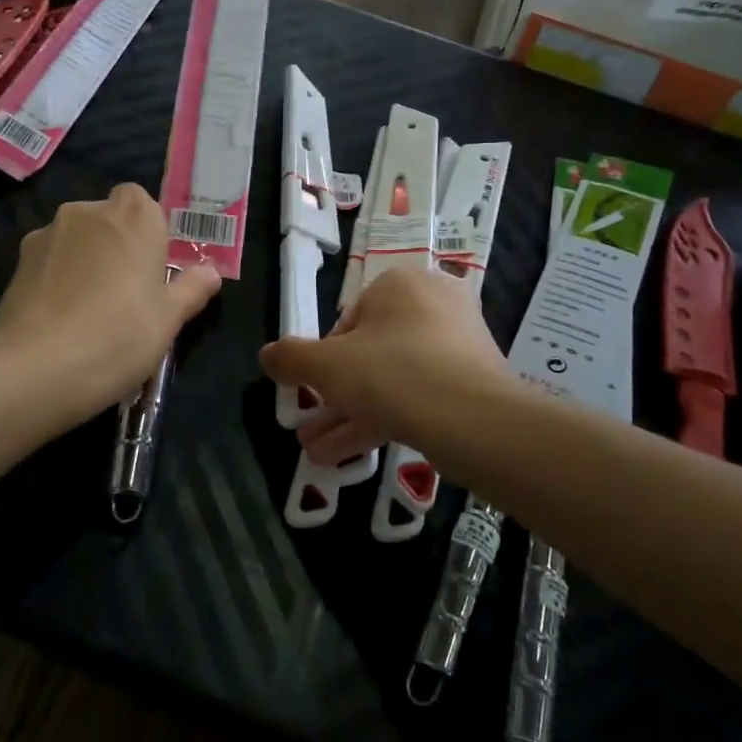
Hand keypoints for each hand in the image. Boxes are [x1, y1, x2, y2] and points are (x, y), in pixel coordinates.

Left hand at [0, 184, 220, 429]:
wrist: (38, 367)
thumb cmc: (119, 335)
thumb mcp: (170, 319)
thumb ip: (191, 289)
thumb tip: (210, 272)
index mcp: (134, 215)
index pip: (143, 201)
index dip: (149, 231)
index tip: (153, 268)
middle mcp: (88, 211)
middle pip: (108, 218)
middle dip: (117, 244)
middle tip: (126, 292)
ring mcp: (47, 233)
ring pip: (76, 239)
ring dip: (85, 260)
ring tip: (88, 309)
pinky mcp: (18, 261)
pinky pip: (49, 260)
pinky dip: (57, 277)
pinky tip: (59, 317)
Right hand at [260, 267, 510, 463]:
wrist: (476, 422)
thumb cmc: (393, 374)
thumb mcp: (327, 366)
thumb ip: (291, 358)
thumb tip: (266, 355)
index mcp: (401, 284)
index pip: (349, 318)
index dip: (325, 357)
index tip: (314, 388)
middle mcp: (434, 305)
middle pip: (370, 351)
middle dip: (334, 394)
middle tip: (309, 422)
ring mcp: (458, 345)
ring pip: (391, 379)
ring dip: (350, 414)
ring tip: (315, 451)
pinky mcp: (472, 383)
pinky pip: (417, 396)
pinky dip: (383, 420)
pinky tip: (347, 457)